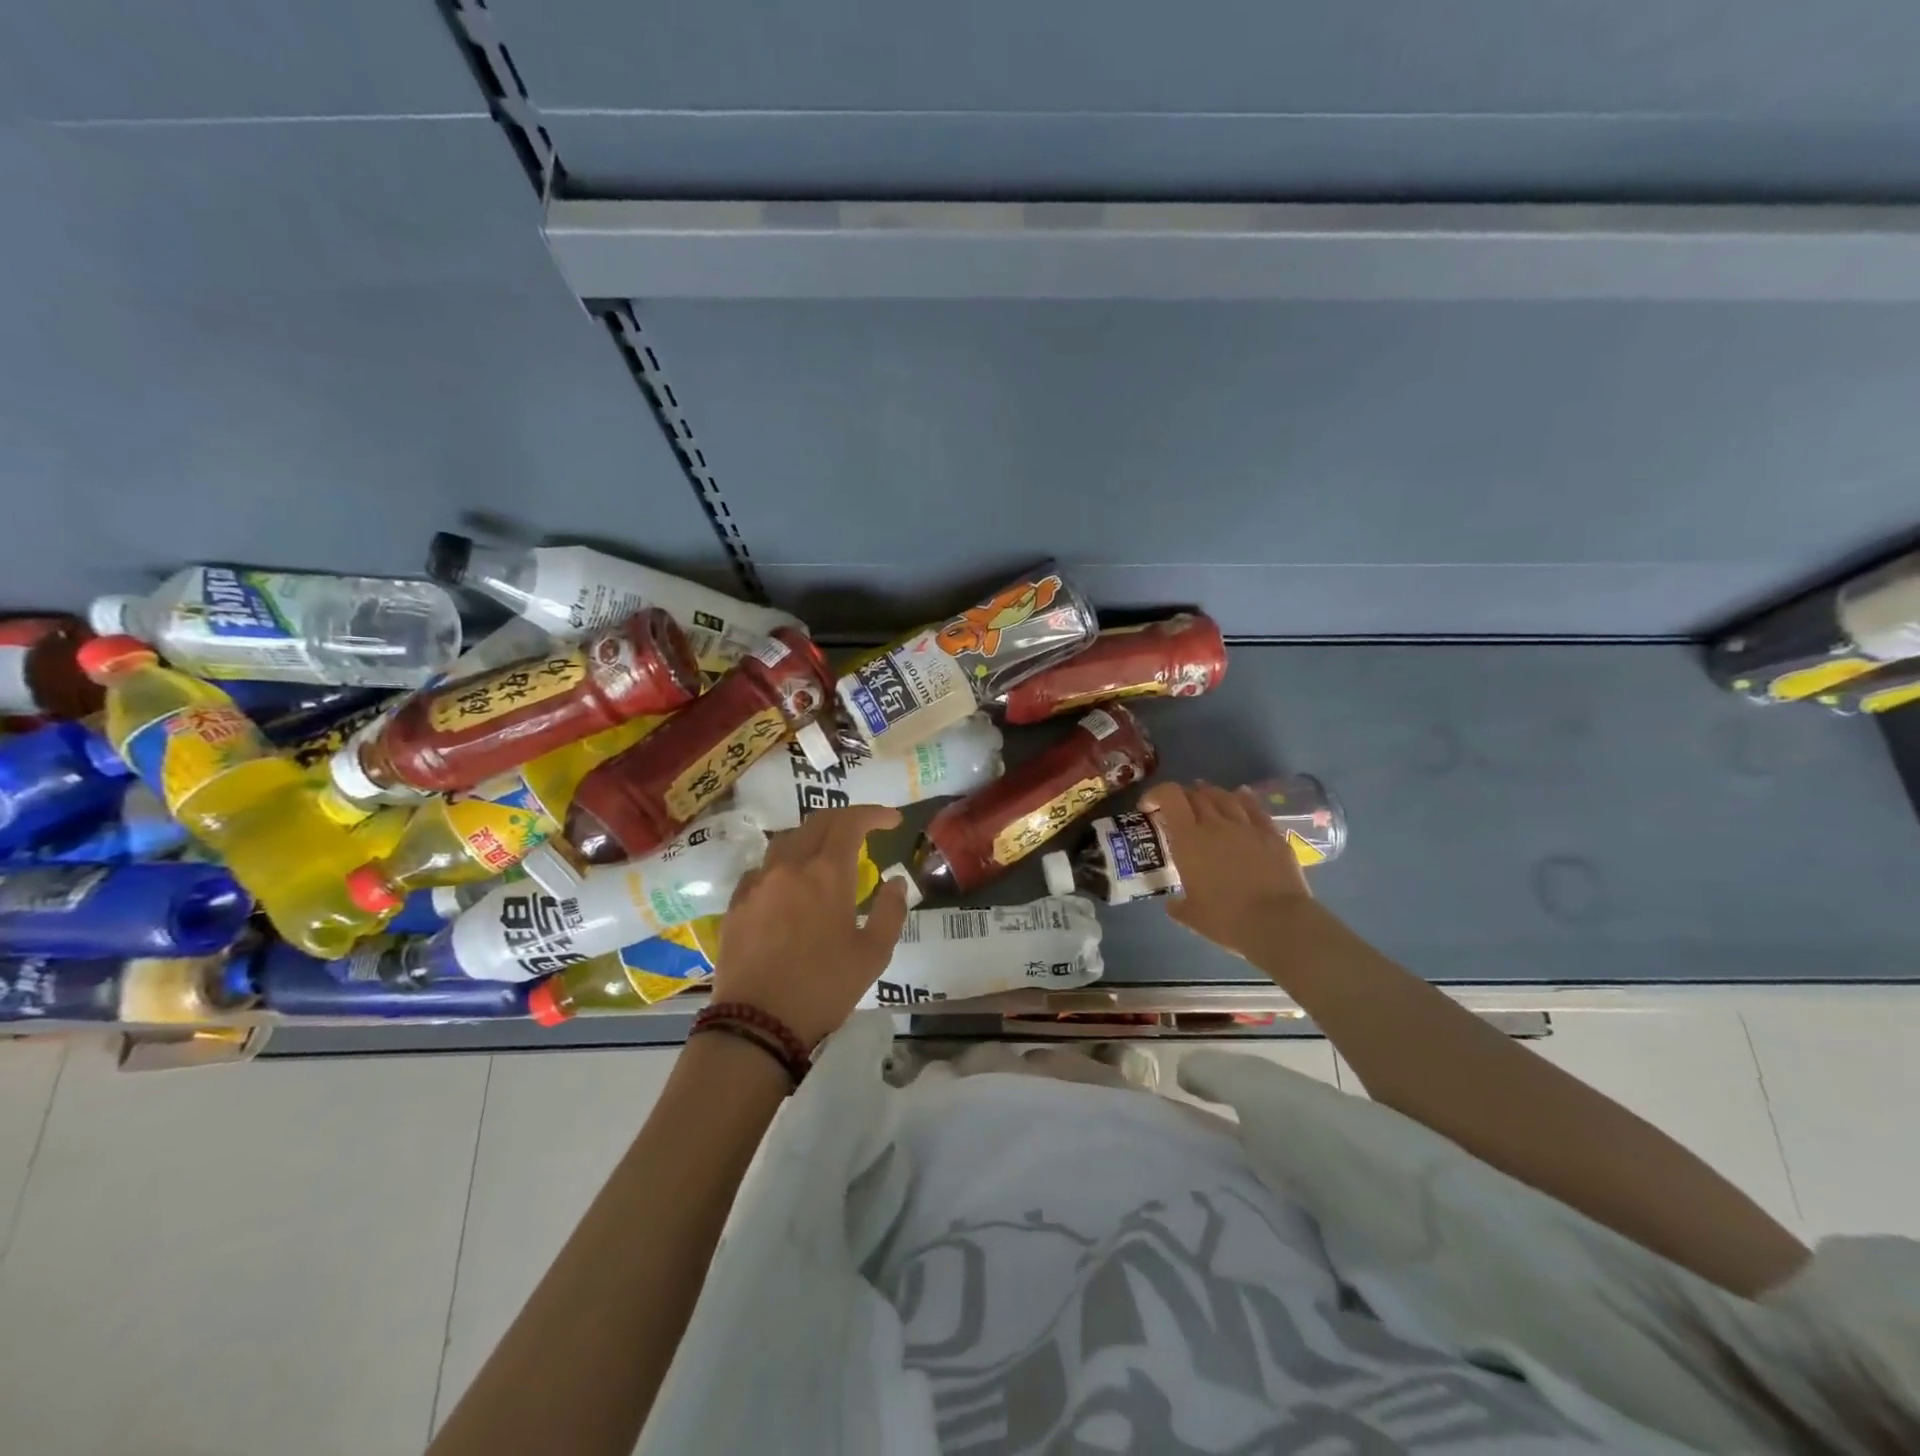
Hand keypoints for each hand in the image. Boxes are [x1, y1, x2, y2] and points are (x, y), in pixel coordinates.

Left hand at [708, 804, 910, 1046]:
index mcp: (827, 873)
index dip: (873, 813)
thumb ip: (890, 911)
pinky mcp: (736, 905)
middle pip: (817, 822)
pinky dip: (782, 866)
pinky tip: (787, 886)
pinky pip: (761, 869)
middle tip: (864, 831)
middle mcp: (790, 866)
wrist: (757, 1023)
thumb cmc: (824, 988)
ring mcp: (758, 883)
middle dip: (845, 818)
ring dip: (811, 837)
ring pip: (786, 841)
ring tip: (825, 854)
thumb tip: (895, 882)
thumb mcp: (873, 955)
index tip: (892, 820)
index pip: (851, 822)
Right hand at [1138, 782, 1312, 960]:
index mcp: (1189, 839)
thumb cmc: (1226, 920)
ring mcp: (1246, 826)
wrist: (1277, 923)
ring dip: (1210, 793)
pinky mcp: (1272, 834)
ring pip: (1225, 796)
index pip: (1170, 796)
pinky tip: (1241, 795)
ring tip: (1205, 797)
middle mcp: (1215, 824)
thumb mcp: (1191, 916)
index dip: (1156, 793)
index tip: (1148, 806)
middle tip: (1177, 809)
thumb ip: (1177, 905)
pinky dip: (1243, 798)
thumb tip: (1173, 903)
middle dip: (1182, 796)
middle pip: (1196, 794)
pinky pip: (1255, 807)